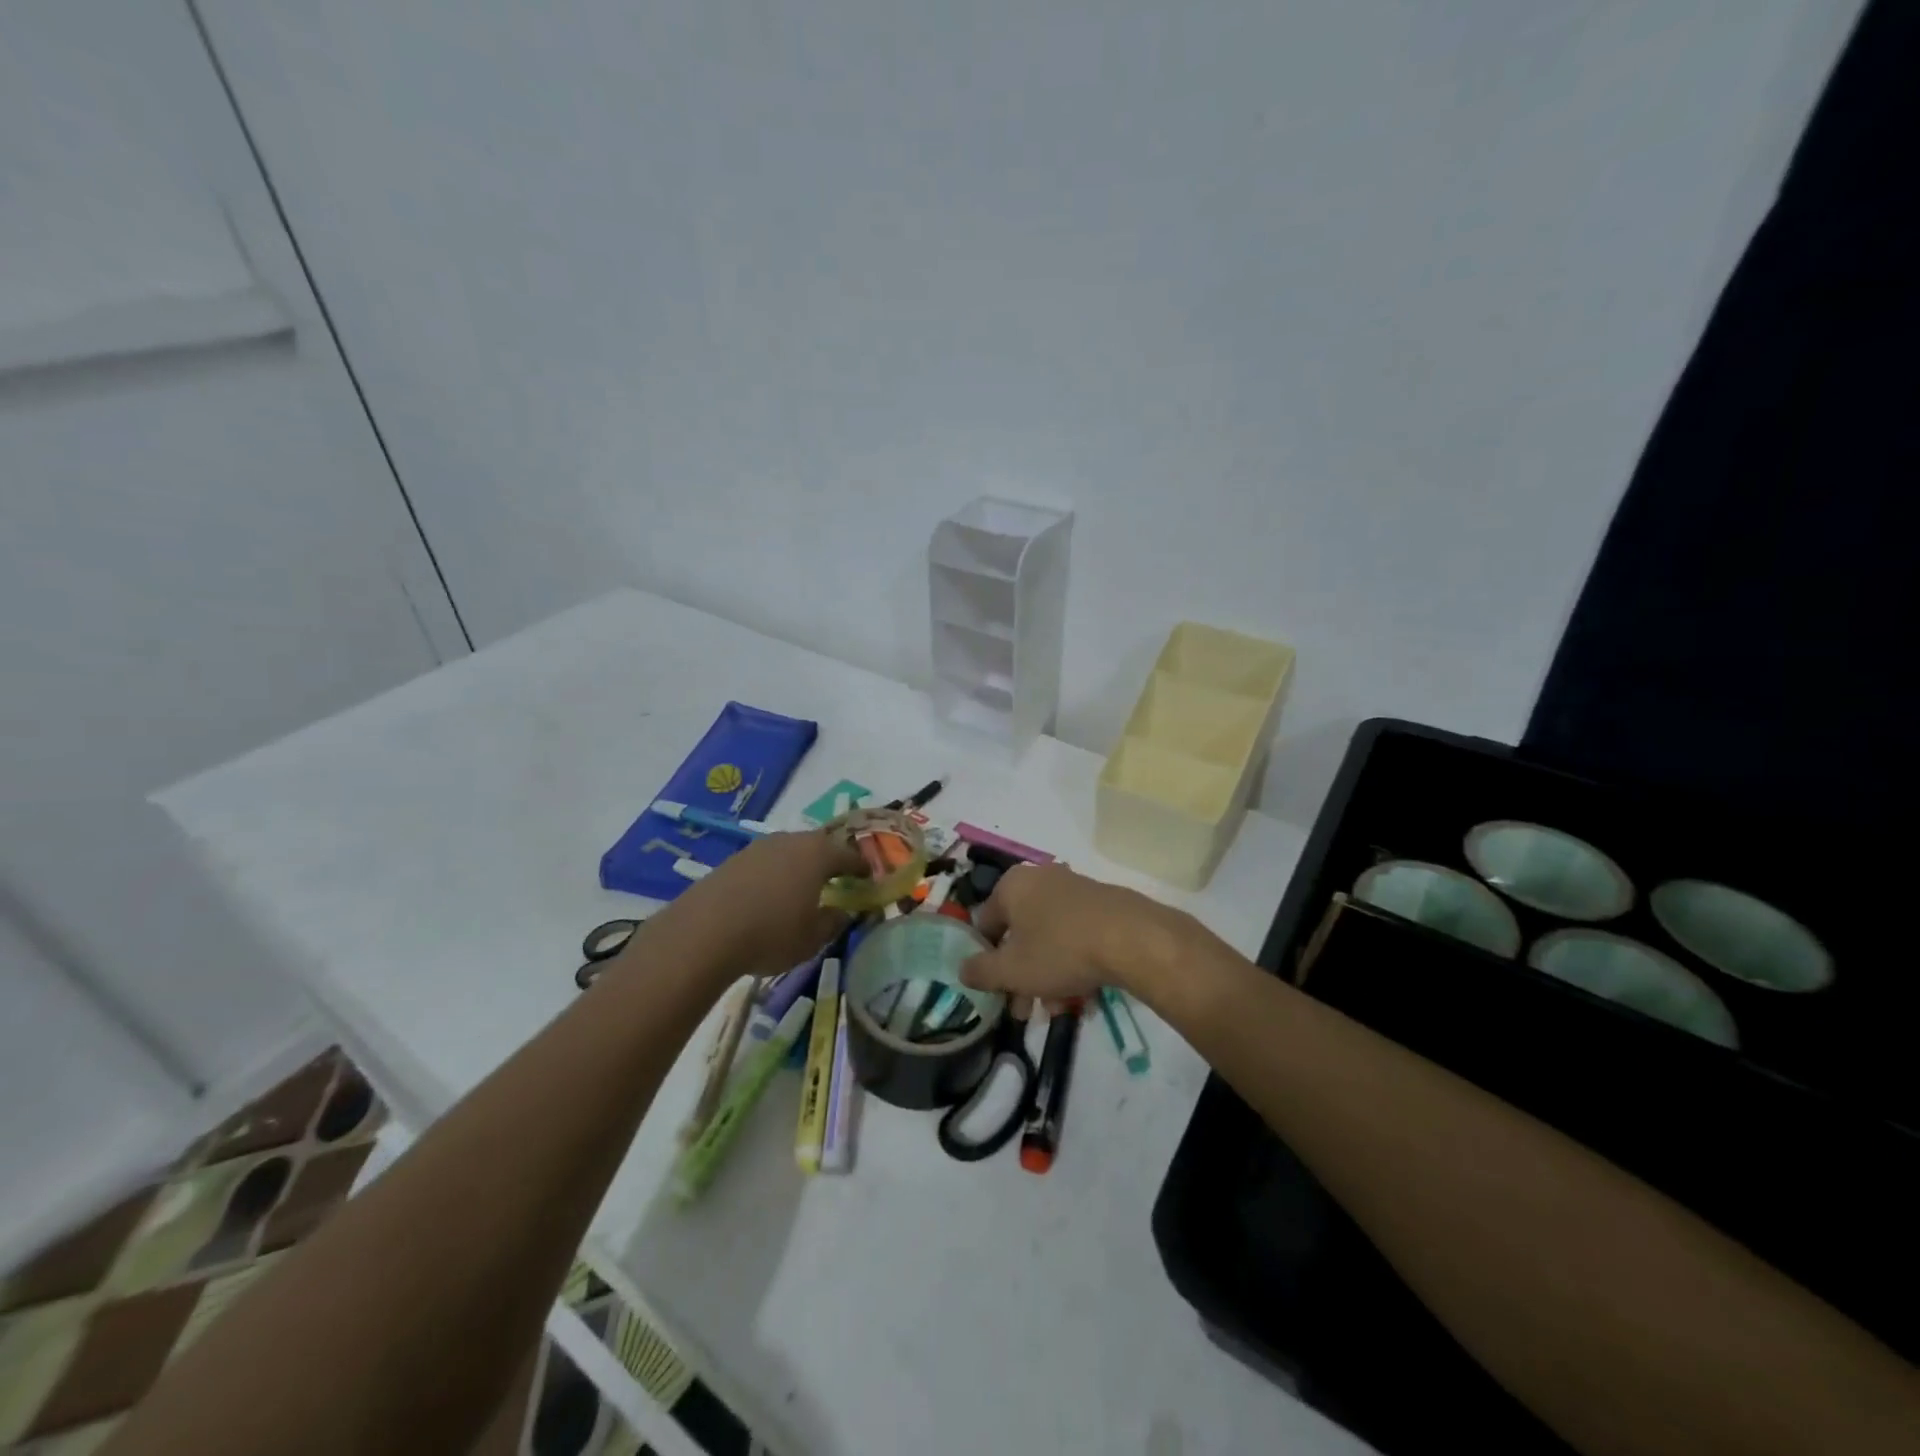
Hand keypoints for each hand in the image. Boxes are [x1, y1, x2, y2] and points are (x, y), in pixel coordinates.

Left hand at [646, 831, 863, 980]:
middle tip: (837, 879)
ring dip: (798, 868)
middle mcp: (790, 841)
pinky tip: (767, 898)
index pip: (849, 855)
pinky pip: (764, 864)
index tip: (869, 877)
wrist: (703, 933)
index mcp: (818, 854)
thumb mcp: (812, 938)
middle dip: (829, 862)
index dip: (861, 867)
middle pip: (818, 847)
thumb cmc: (771, 934)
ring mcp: (758, 848)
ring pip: (788, 852)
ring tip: (800, 890)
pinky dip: (772, 876)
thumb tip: (842, 912)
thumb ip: (833, 922)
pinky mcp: (732, 860)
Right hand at [961, 862, 1192, 1001]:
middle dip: (1021, 977)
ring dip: (1048, 977)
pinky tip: (1085, 997)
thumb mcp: (1011, 970)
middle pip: (1020, 934)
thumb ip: (980, 971)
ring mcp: (1074, 889)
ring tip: (1060, 1011)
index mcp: (1012, 886)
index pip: (985, 923)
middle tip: (1026, 1010)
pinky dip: (1074, 965)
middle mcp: (1041, 879)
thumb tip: (962, 969)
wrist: (1131, 938)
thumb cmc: (1059, 949)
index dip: (985, 960)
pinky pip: (1076, 936)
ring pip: (1049, 939)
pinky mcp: (1102, 904)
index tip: (995, 990)